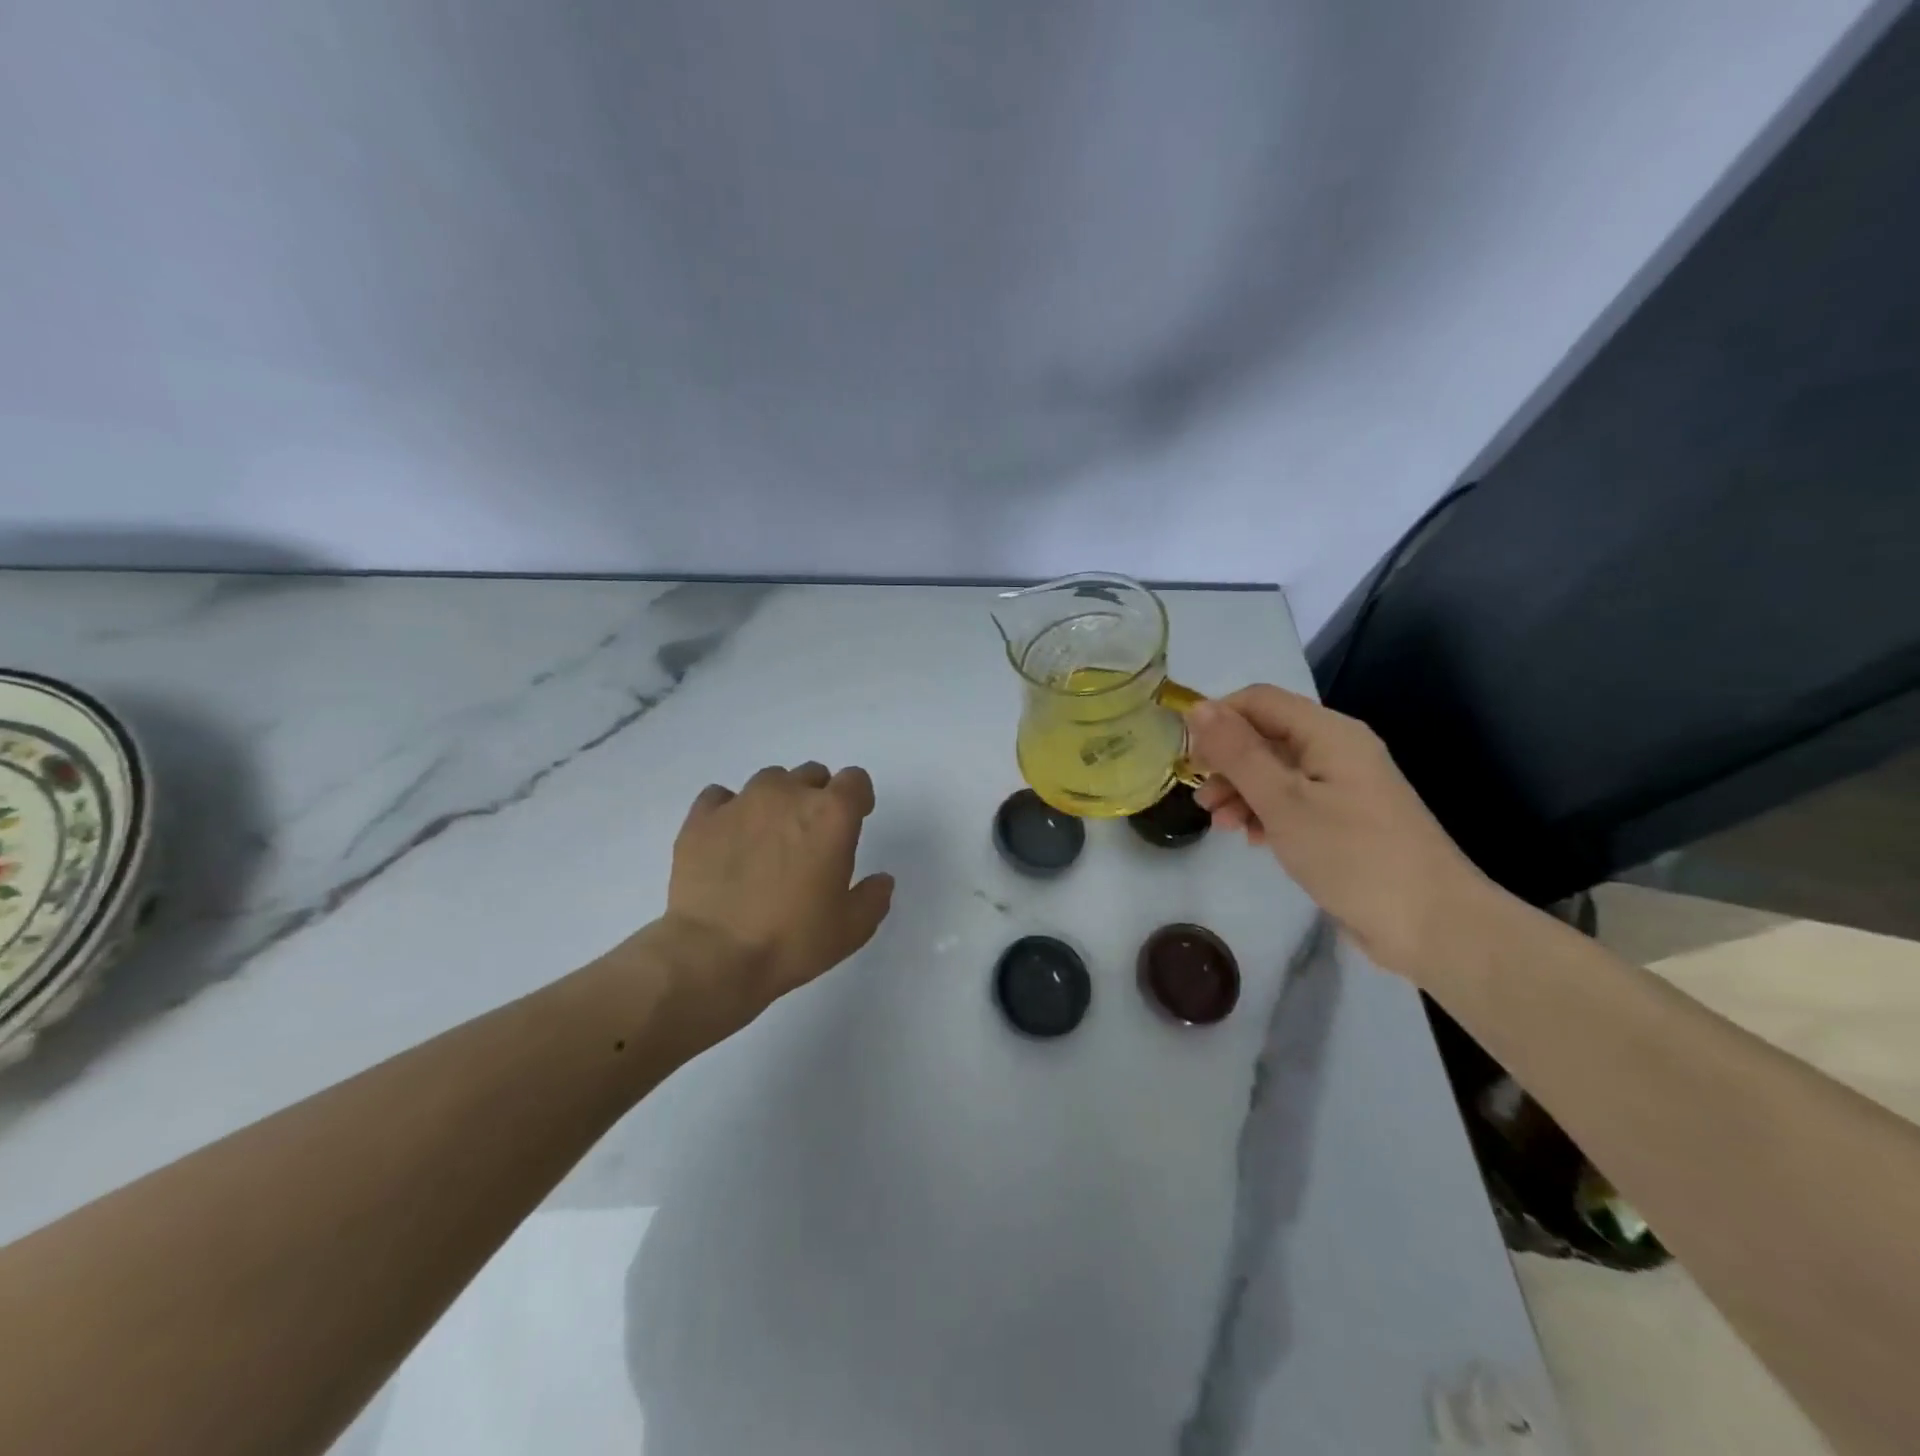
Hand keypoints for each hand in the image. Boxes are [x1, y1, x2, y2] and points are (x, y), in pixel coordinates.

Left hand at [647, 762, 894, 1031]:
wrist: (712, 955)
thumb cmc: (791, 940)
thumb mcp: (851, 929)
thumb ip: (873, 898)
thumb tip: (881, 880)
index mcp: (831, 815)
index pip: (855, 780)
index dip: (858, 798)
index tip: (855, 820)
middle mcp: (787, 795)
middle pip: (811, 775)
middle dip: (817, 797)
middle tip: (810, 835)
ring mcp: (740, 802)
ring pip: (768, 781)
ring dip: (776, 800)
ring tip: (768, 837)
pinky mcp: (701, 818)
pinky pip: (720, 797)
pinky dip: (729, 810)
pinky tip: (728, 839)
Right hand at [1186, 686, 1504, 982]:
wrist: (1432, 925)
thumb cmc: (1352, 854)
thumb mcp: (1283, 801)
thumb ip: (1238, 753)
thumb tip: (1197, 708)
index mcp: (1329, 733)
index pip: (1259, 701)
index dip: (1218, 718)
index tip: (1187, 757)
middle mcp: (1337, 750)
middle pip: (1266, 736)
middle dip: (1227, 762)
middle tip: (1201, 798)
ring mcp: (1343, 787)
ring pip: (1276, 772)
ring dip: (1241, 791)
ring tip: (1220, 823)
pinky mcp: (1344, 820)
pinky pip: (1293, 801)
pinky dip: (1265, 813)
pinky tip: (1251, 838)